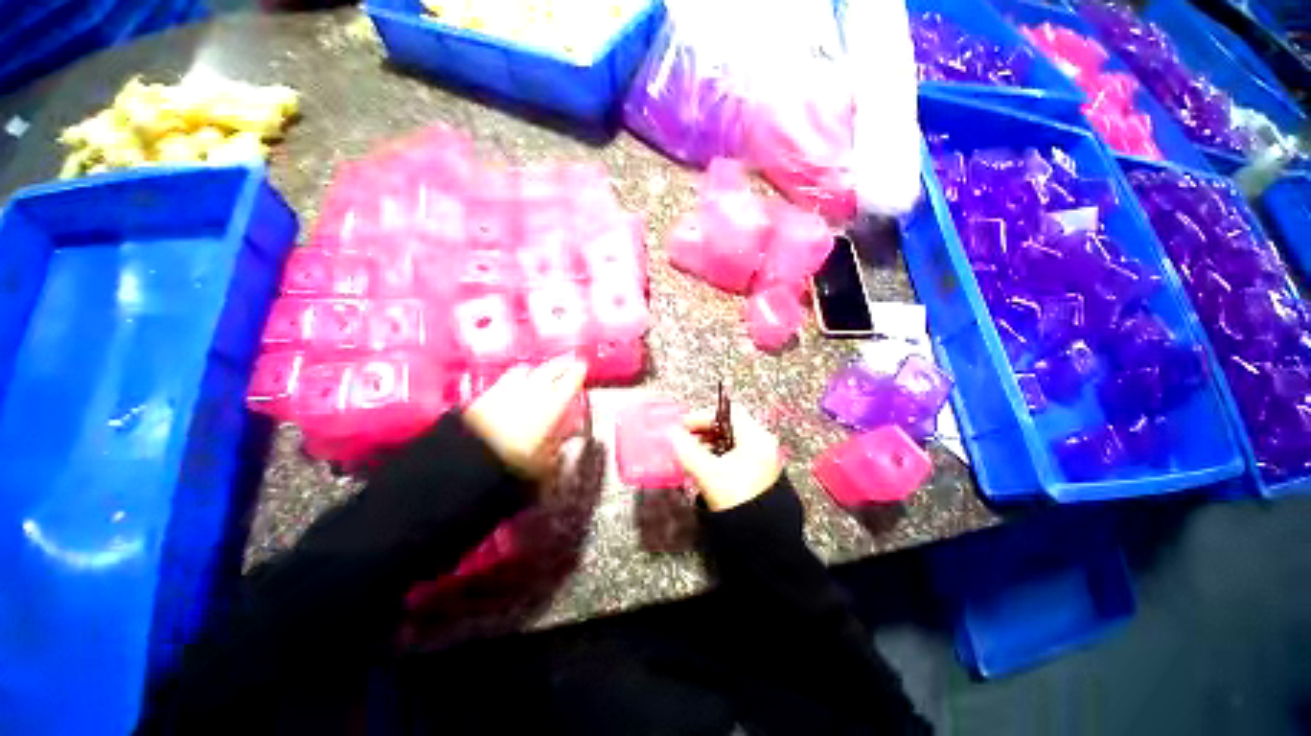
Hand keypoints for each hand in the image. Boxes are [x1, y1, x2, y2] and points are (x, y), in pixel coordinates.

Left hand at [463, 356, 587, 479]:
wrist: (470, 459)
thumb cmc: (516, 460)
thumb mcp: (547, 458)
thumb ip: (561, 440)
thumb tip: (571, 430)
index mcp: (553, 403)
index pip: (571, 380)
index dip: (578, 372)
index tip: (583, 366)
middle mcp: (533, 390)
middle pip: (551, 368)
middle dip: (561, 363)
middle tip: (568, 362)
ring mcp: (508, 388)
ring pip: (527, 369)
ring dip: (537, 368)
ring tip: (541, 370)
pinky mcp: (487, 393)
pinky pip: (507, 377)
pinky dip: (517, 376)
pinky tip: (516, 382)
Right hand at [668, 405, 783, 510]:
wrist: (764, 540)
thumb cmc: (737, 500)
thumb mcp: (709, 475)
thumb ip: (687, 451)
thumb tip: (670, 434)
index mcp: (756, 437)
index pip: (727, 413)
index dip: (701, 416)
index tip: (681, 426)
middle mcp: (764, 443)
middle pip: (729, 425)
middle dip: (703, 429)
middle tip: (683, 438)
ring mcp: (764, 458)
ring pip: (732, 440)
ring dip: (709, 442)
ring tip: (691, 452)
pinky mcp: (761, 472)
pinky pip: (737, 453)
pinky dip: (719, 453)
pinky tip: (705, 465)